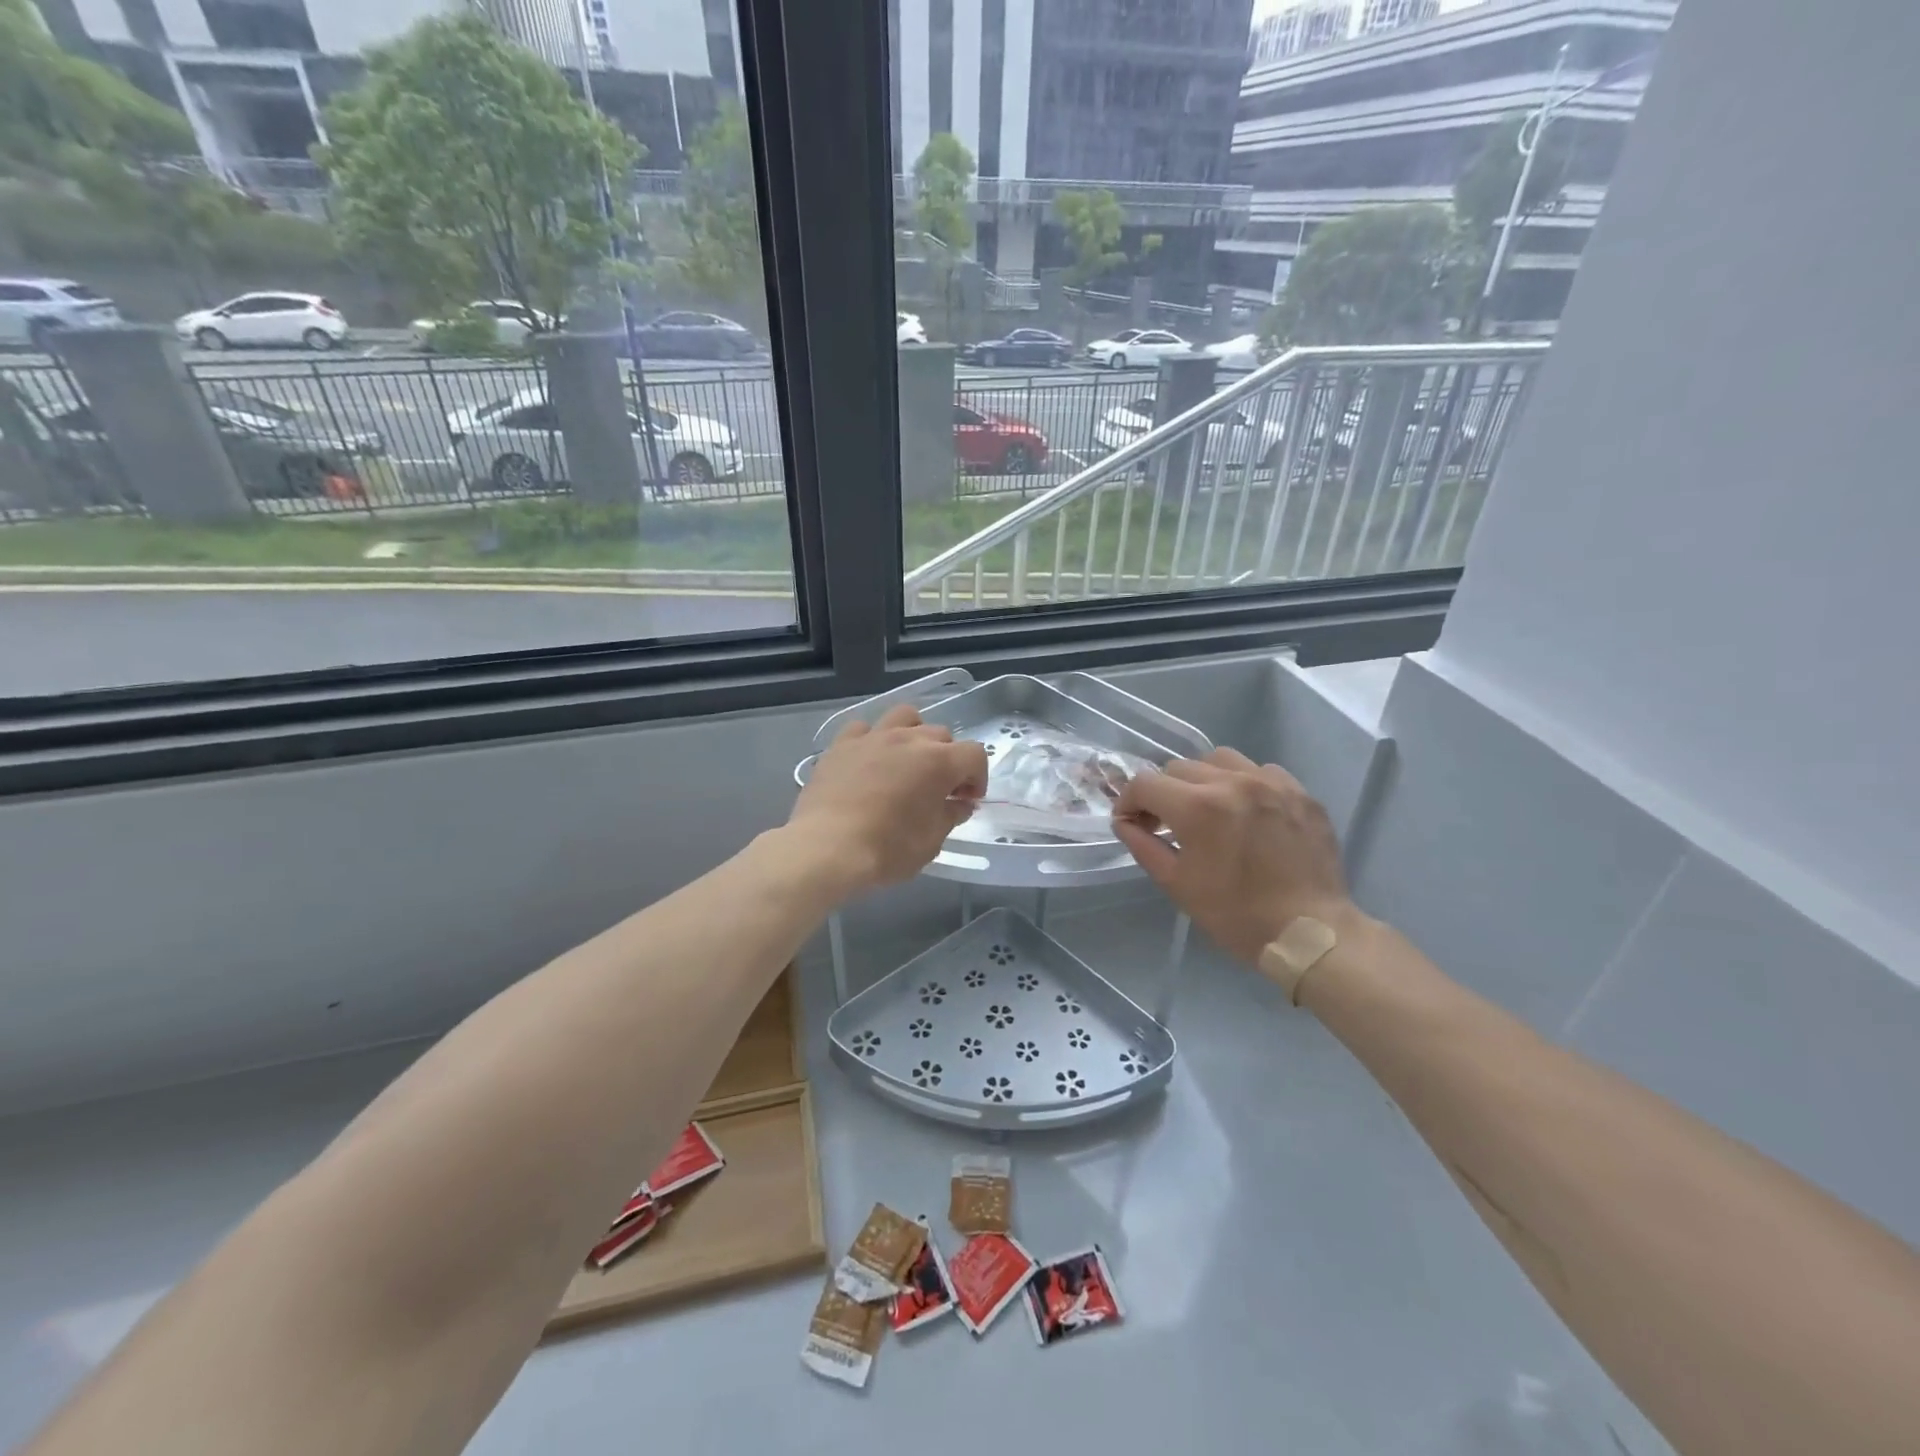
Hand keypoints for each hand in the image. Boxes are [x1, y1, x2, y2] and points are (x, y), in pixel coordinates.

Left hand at [787, 704, 988, 895]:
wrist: (826, 848)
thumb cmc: (887, 850)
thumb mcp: (931, 842)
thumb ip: (950, 816)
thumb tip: (959, 804)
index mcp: (939, 762)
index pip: (974, 755)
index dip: (977, 778)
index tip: (966, 800)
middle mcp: (909, 739)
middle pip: (941, 735)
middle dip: (947, 759)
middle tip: (938, 788)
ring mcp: (873, 737)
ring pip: (905, 717)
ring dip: (914, 735)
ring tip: (907, 760)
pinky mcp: (841, 744)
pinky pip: (864, 729)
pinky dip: (873, 739)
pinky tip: (869, 760)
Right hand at [1113, 747, 1357, 967]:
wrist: (1311, 933)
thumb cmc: (1236, 915)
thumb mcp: (1177, 885)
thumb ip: (1143, 846)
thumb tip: (1125, 823)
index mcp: (1199, 807)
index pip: (1145, 783)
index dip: (1128, 802)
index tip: (1131, 823)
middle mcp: (1233, 782)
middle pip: (1179, 768)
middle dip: (1163, 793)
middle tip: (1166, 823)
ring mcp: (1271, 783)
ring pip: (1219, 759)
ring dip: (1202, 779)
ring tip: (1207, 808)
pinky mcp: (1300, 792)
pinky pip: (1260, 770)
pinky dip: (1243, 783)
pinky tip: (1246, 811)